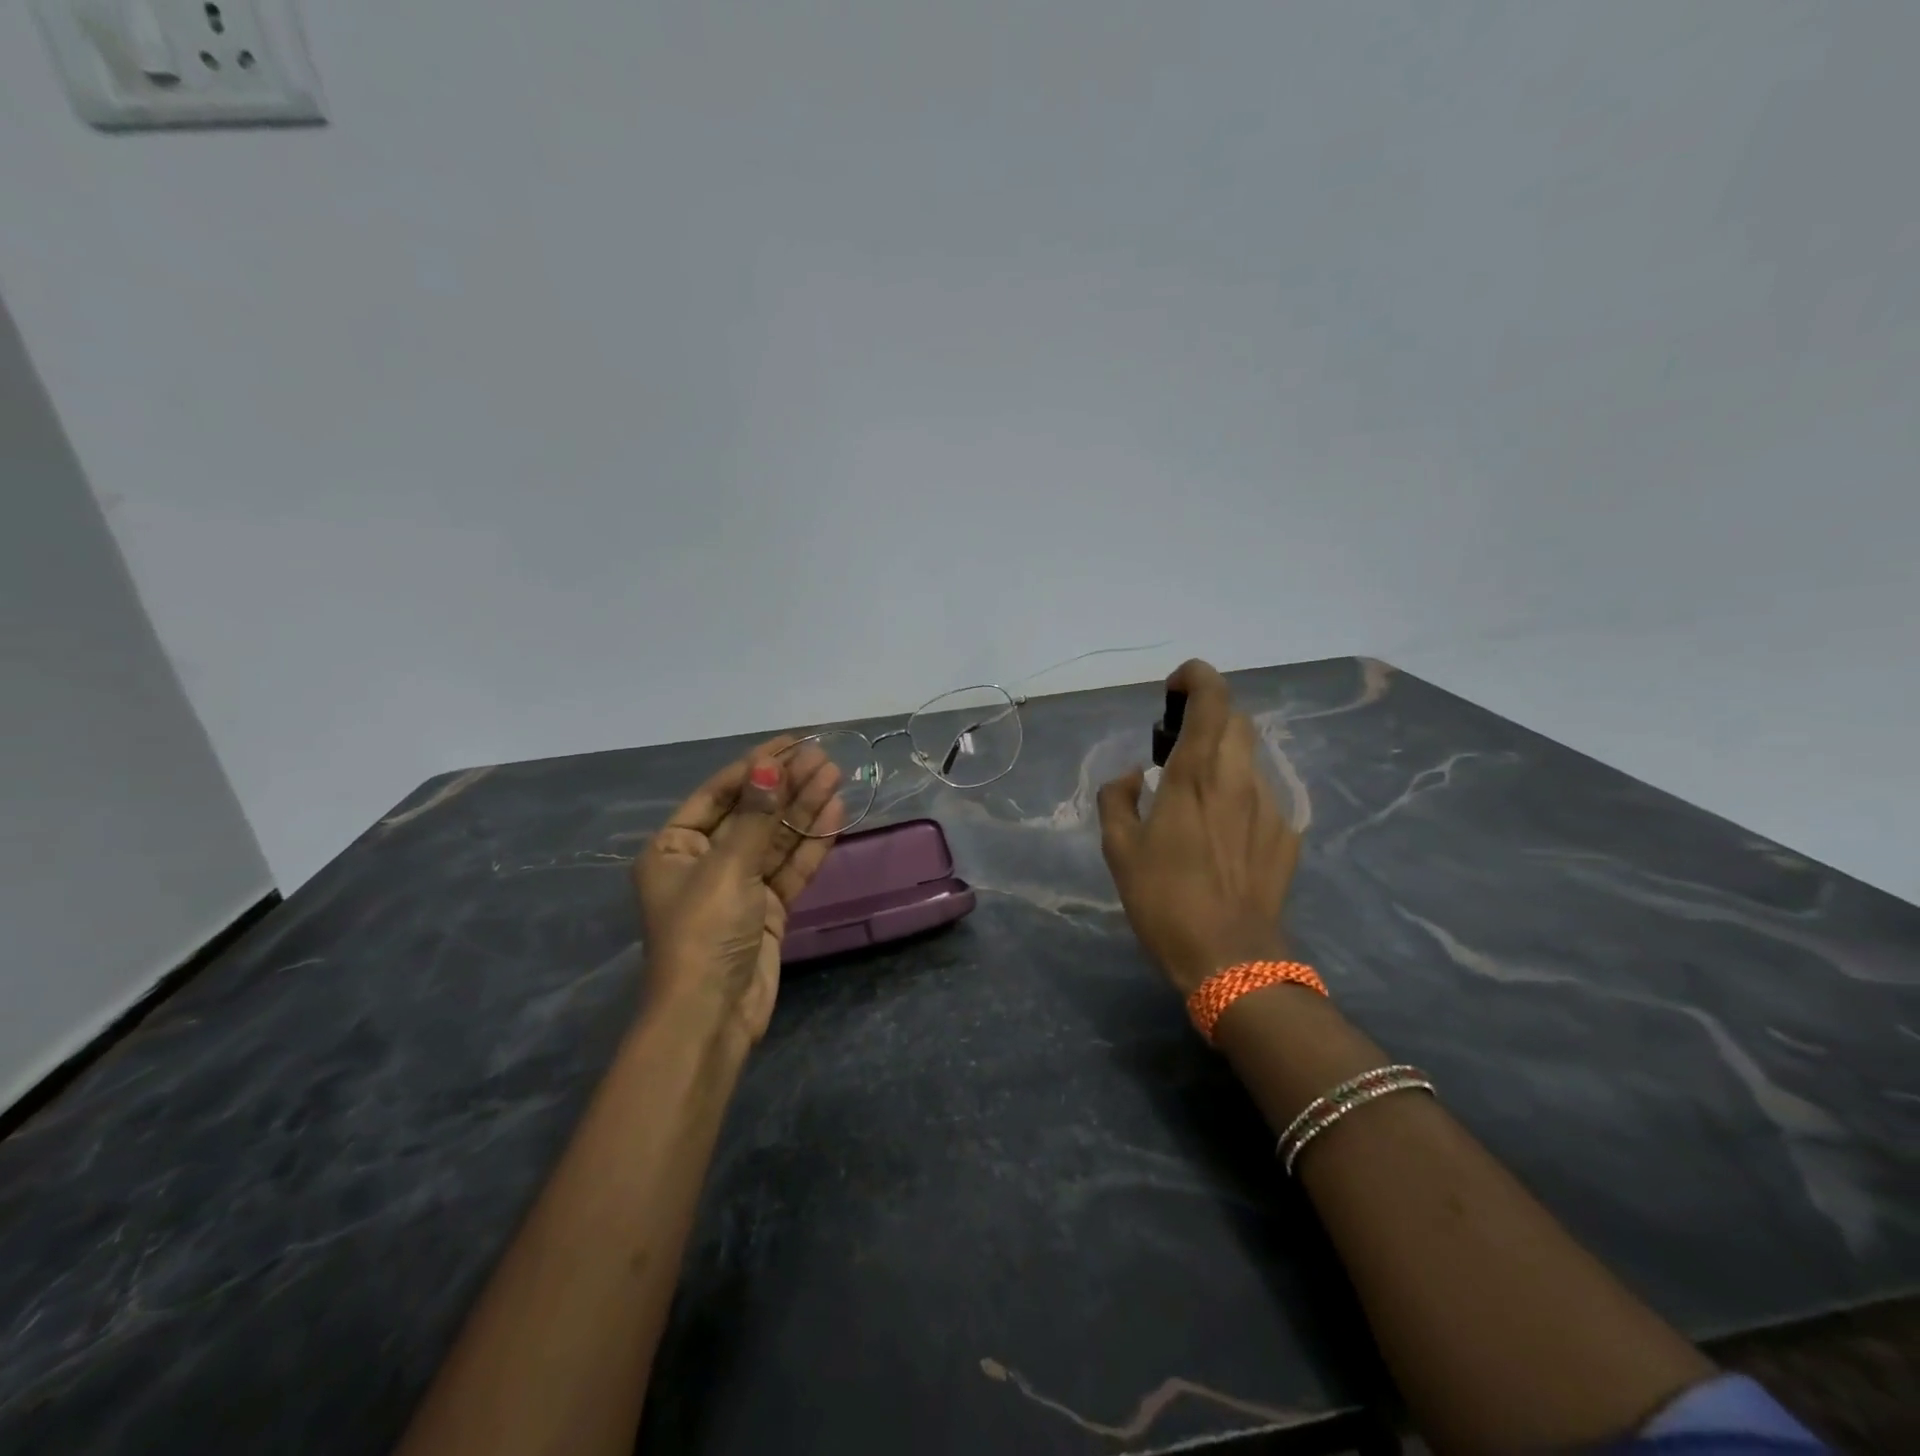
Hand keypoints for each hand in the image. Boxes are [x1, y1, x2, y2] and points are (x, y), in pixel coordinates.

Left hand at [634, 737, 846, 1043]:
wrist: (711, 1016)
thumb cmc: (704, 933)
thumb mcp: (727, 868)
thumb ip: (754, 817)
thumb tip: (768, 765)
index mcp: (675, 848)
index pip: (719, 793)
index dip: (756, 765)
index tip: (792, 742)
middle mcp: (705, 861)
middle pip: (752, 813)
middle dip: (787, 785)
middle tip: (824, 757)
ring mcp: (739, 886)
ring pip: (776, 838)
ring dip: (804, 808)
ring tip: (836, 775)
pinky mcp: (767, 909)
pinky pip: (790, 867)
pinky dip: (812, 843)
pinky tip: (834, 813)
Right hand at [1096, 660, 1300, 995]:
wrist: (1230, 958)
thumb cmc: (1164, 899)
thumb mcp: (1119, 849)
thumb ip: (1117, 798)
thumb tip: (1132, 776)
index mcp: (1195, 774)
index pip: (1212, 698)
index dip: (1196, 677)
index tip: (1173, 690)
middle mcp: (1239, 778)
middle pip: (1236, 719)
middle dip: (1208, 717)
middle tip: (1176, 746)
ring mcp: (1270, 805)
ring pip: (1250, 756)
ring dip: (1223, 757)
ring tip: (1195, 794)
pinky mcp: (1287, 834)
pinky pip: (1261, 794)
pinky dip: (1238, 793)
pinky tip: (1221, 832)